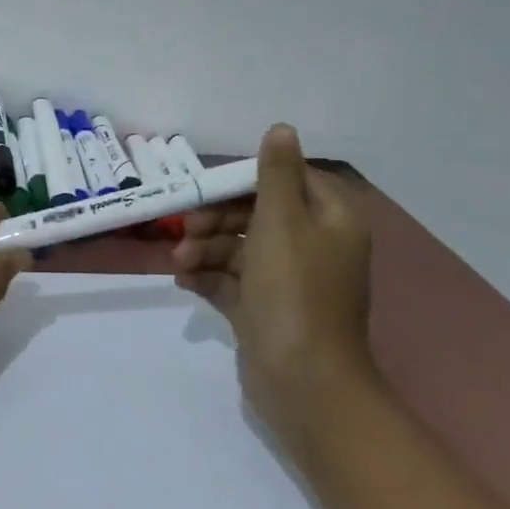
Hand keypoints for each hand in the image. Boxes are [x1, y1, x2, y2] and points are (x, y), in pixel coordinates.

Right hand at [170, 124, 377, 444]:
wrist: (302, 381)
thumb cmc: (293, 291)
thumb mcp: (282, 221)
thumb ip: (275, 174)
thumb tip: (281, 128)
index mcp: (330, 219)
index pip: (286, 180)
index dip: (244, 181)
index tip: (207, 189)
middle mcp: (313, 245)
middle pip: (257, 213)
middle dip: (216, 219)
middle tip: (186, 230)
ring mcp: (288, 280)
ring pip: (239, 248)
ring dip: (205, 249)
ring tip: (180, 264)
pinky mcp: (265, 309)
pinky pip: (232, 280)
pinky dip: (208, 276)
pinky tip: (184, 281)